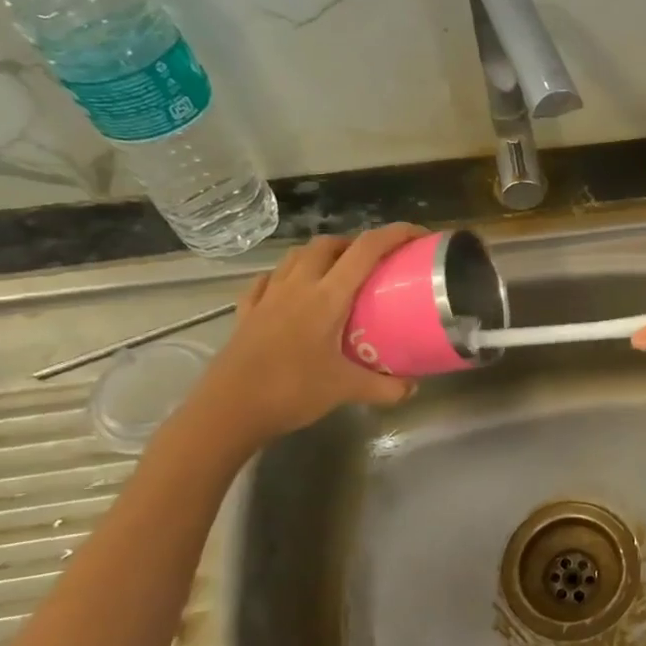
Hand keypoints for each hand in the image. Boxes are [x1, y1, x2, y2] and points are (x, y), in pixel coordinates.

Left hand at [186, 225, 423, 449]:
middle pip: (327, 244)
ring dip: (320, 255)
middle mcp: (297, 287)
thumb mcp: (346, 390)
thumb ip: (385, 387)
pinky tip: (291, 292)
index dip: (394, 234)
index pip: (366, 250)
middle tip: (374, 263)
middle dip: (354, 243)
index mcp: (327, 297)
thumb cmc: (291, 392)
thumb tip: (413, 388)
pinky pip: (267, 281)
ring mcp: (268, 297)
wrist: (228, 411)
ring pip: (296, 256)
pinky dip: (285, 277)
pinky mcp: (247, 312)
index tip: (417, 235)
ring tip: (337, 273)